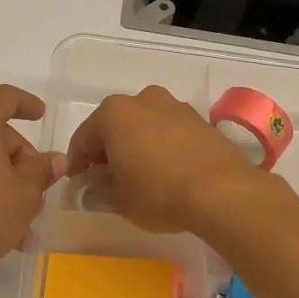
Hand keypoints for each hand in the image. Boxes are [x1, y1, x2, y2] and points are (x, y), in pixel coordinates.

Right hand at [64, 86, 270, 233]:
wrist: (222, 192)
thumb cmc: (157, 193)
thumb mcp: (117, 197)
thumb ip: (98, 183)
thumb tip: (97, 176)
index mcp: (113, 113)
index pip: (83, 138)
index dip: (76, 162)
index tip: (76, 181)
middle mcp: (142, 99)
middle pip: (114, 125)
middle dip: (107, 149)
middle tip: (106, 177)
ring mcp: (174, 106)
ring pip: (143, 125)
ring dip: (136, 145)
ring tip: (139, 174)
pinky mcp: (200, 120)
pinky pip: (168, 132)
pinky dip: (161, 146)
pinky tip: (165, 170)